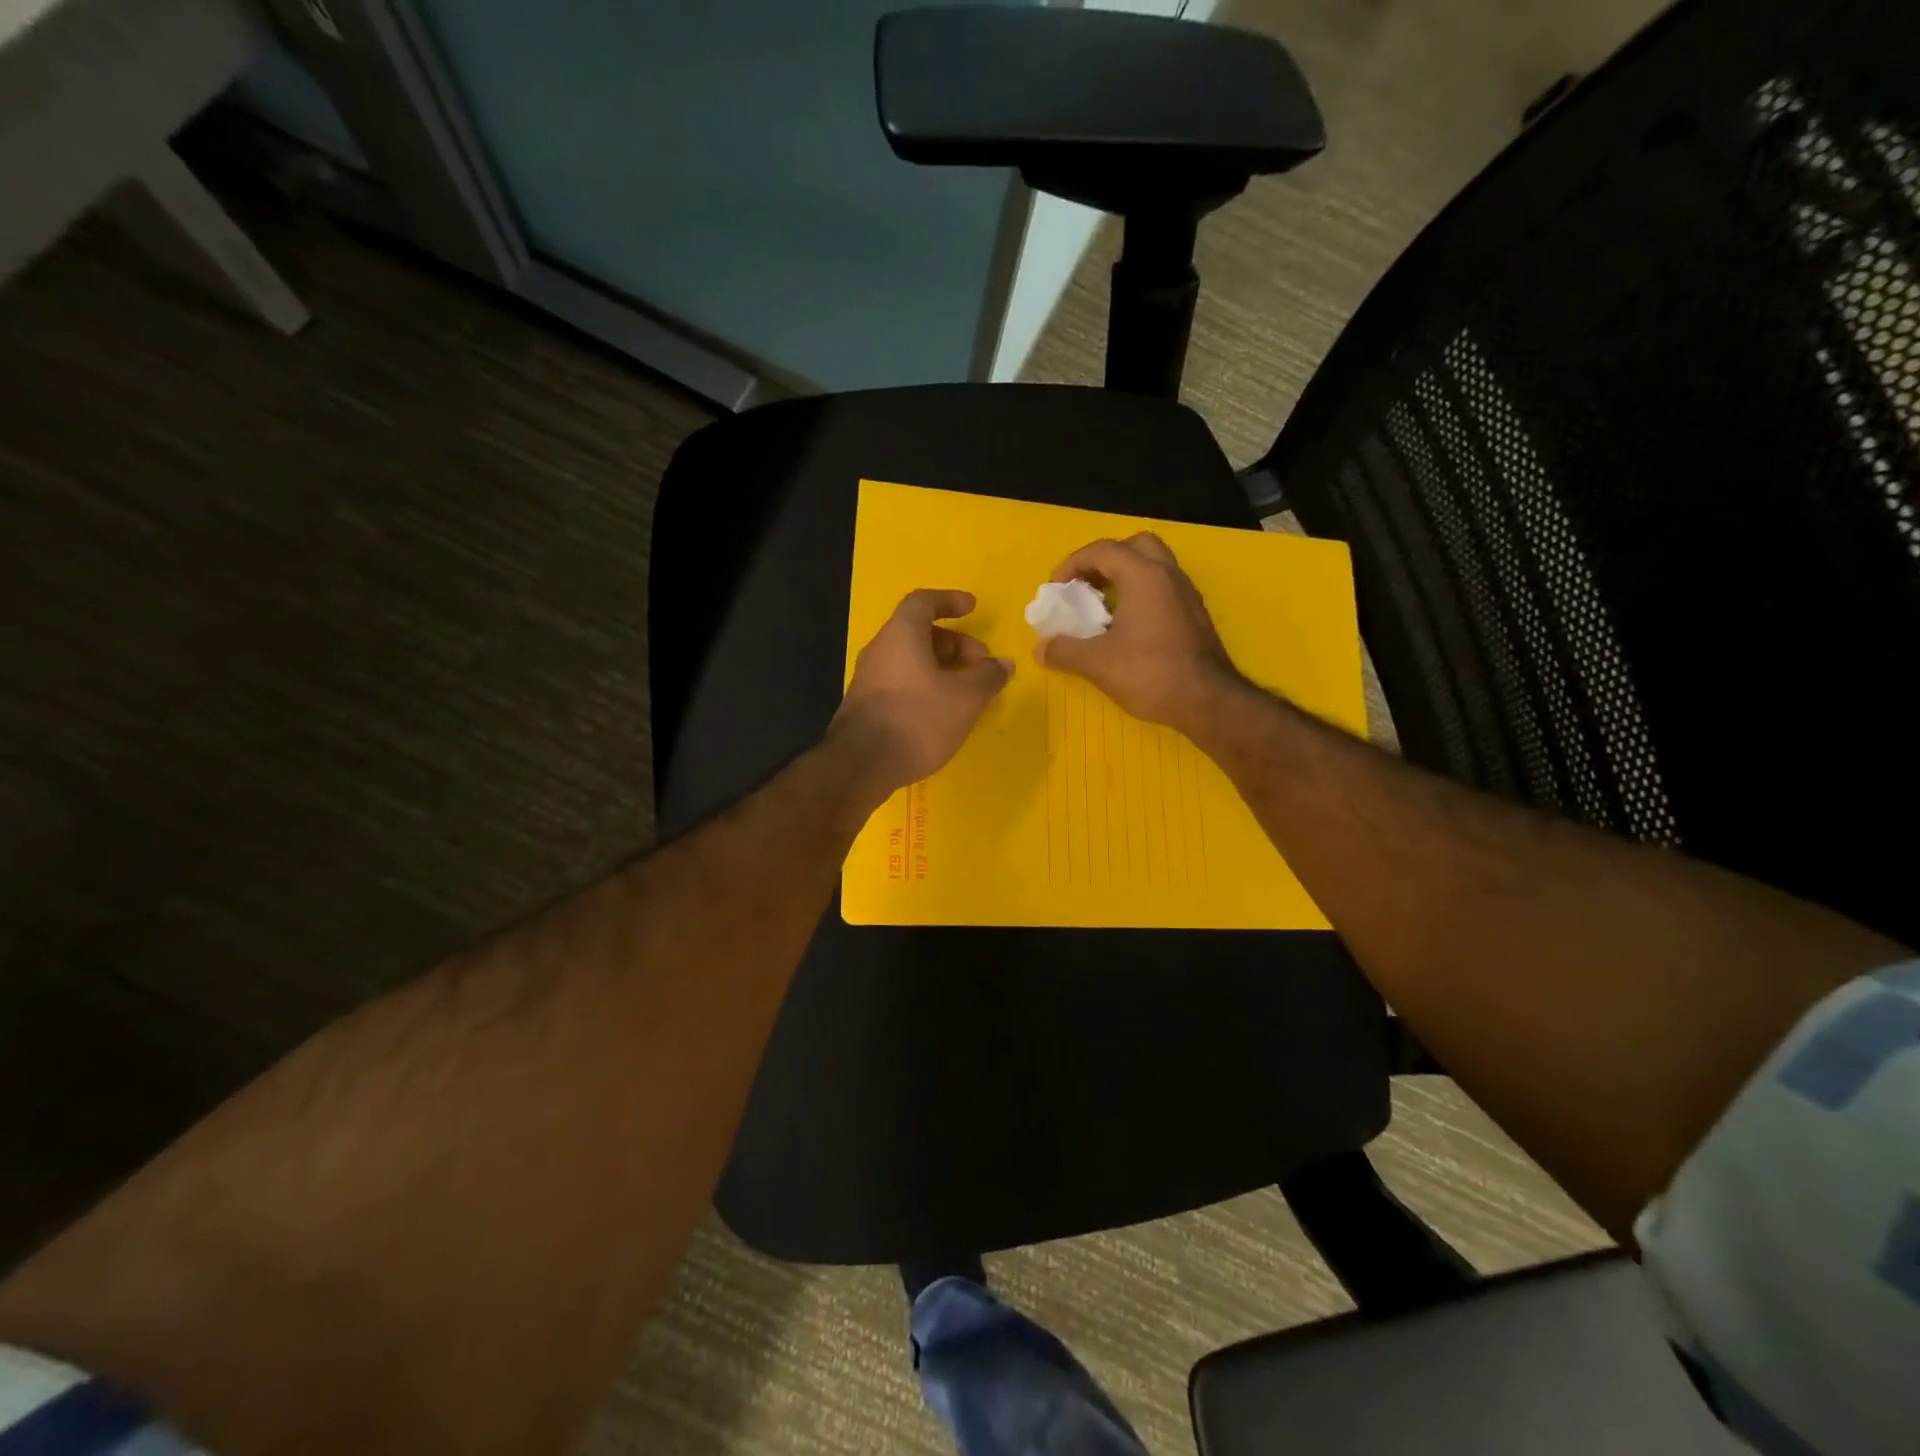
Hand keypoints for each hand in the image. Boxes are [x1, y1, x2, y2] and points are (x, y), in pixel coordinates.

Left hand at [831, 589, 1011, 798]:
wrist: (861, 765)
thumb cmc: (917, 719)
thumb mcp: (966, 698)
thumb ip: (988, 676)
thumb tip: (1003, 664)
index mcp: (901, 634)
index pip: (923, 601)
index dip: (949, 600)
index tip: (972, 608)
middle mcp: (880, 650)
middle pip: (919, 633)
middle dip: (954, 643)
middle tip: (980, 662)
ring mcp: (869, 679)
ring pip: (910, 660)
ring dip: (941, 667)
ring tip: (967, 691)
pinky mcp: (866, 705)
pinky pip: (901, 683)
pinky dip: (925, 686)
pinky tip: (942, 712)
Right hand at [1034, 534, 1243, 737]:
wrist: (1208, 702)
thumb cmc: (1150, 673)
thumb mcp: (1097, 663)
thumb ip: (1064, 650)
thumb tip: (1040, 648)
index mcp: (1144, 576)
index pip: (1103, 550)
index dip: (1073, 563)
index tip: (1056, 588)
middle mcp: (1169, 575)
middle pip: (1135, 546)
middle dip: (1106, 560)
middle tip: (1087, 586)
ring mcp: (1187, 595)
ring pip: (1154, 567)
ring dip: (1125, 578)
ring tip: (1102, 608)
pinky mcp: (1195, 616)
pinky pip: (1164, 590)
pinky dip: (1141, 595)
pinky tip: (1127, 628)